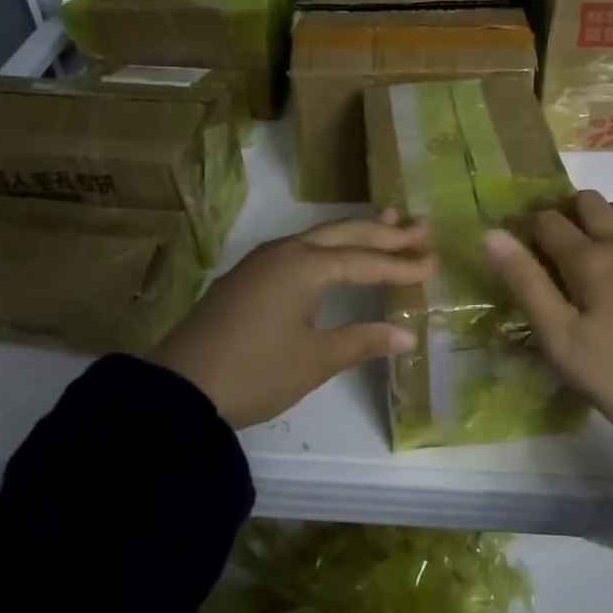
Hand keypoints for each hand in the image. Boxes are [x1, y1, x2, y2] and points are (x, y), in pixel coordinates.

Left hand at [148, 212, 433, 428]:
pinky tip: (333, 254)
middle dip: (384, 231)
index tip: (433, 263)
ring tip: (387, 222)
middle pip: (343, 234)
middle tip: (420, 226)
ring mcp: (260, 262)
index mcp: (305, 267)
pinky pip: (298, 250)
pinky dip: (327, 247)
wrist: (179, 389)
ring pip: (318, 237)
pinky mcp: (246, 278)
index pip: (365, 261)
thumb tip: (406, 335)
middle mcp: (284, 252)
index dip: (401, 264)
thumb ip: (362, 341)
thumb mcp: (314, 360)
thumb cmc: (255, 373)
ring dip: (354, 232)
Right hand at [484, 191, 612, 460]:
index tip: (516, 241)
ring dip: (603, 218)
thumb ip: (527, 285)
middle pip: (590, 202)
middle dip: (565, 211)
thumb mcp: (562, 341)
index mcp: (589, 260)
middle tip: (552, 243)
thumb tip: (493, 234)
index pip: (548, 221)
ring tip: (592, 252)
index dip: (526, 224)